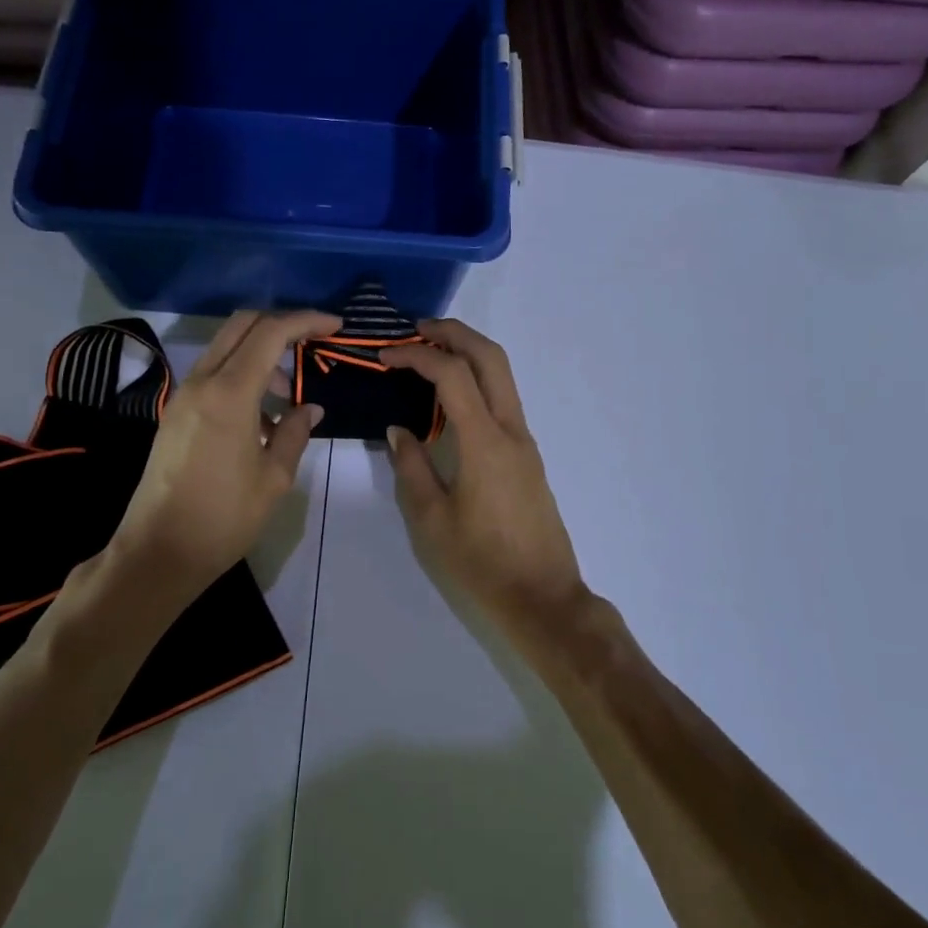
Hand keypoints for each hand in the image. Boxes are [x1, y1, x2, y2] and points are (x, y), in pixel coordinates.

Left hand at [93, 310, 336, 621]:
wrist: (158, 551)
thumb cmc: (224, 517)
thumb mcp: (274, 478)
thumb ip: (296, 433)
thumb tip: (310, 408)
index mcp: (230, 393)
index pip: (271, 332)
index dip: (306, 321)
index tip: (335, 325)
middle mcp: (202, 382)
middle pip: (242, 325)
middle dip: (281, 324)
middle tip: (313, 343)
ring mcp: (184, 396)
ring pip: (226, 348)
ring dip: (261, 354)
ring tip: (289, 396)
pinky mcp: (176, 413)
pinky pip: (214, 374)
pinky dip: (242, 375)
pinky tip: (262, 417)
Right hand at [383, 320, 588, 645]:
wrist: (543, 598)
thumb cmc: (481, 563)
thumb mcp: (431, 520)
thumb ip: (412, 467)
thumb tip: (399, 430)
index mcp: (484, 442)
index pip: (452, 374)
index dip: (417, 355)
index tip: (385, 356)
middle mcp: (511, 430)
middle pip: (491, 358)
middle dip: (454, 332)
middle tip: (415, 329)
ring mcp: (524, 442)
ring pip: (502, 375)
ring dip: (468, 352)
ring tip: (428, 354)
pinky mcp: (527, 456)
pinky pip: (502, 400)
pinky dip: (476, 380)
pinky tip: (447, 398)